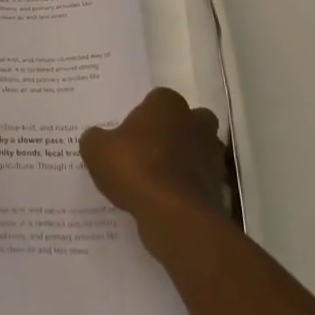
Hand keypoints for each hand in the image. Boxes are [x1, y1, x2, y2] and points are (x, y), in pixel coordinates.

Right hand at [80, 89, 227, 233]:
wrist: (173, 215)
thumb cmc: (135, 168)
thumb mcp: (97, 150)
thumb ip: (96, 138)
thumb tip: (96, 138)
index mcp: (168, 103)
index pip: (158, 99)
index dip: (144, 115)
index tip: (130, 134)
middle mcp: (196, 122)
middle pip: (187, 121)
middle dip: (174, 133)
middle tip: (149, 151)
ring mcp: (211, 156)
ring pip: (197, 152)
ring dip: (184, 162)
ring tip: (157, 181)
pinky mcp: (218, 187)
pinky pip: (199, 182)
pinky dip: (188, 189)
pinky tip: (166, 203)